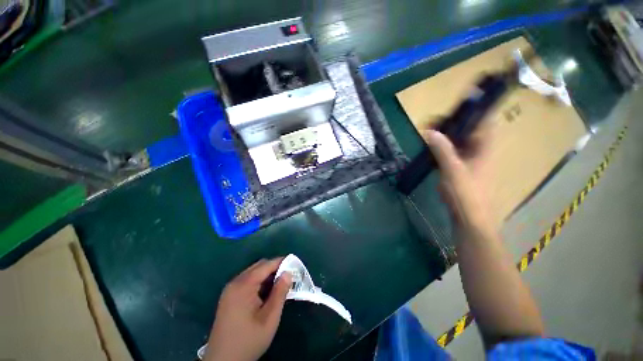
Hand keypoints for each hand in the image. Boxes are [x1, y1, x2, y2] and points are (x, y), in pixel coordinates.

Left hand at [205, 258, 292, 360]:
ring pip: (253, 273)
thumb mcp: (269, 318)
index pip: (266, 265)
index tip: (294, 266)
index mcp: (243, 285)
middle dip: (274, 268)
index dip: (281, 262)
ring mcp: (230, 290)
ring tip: (279, 287)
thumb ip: (280, 293)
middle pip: (258, 266)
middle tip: (287, 278)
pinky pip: (246, 282)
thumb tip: (288, 273)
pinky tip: (265, 295)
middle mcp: (235, 282)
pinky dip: (258, 283)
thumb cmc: (248, 340)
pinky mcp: (228, 297)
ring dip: (267, 276)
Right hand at [422, 122, 495, 227]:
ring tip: (430, 133)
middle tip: (434, 123)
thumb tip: (431, 132)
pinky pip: (453, 155)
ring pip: (460, 144)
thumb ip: (443, 150)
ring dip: (447, 137)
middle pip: (470, 133)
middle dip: (453, 125)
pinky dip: (443, 150)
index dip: (475, 113)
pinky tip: (432, 150)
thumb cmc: (466, 194)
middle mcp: (479, 153)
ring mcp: (470, 163)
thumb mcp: (453, 170)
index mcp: (484, 150)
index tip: (457, 107)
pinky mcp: (461, 171)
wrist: (470, 218)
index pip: (485, 124)